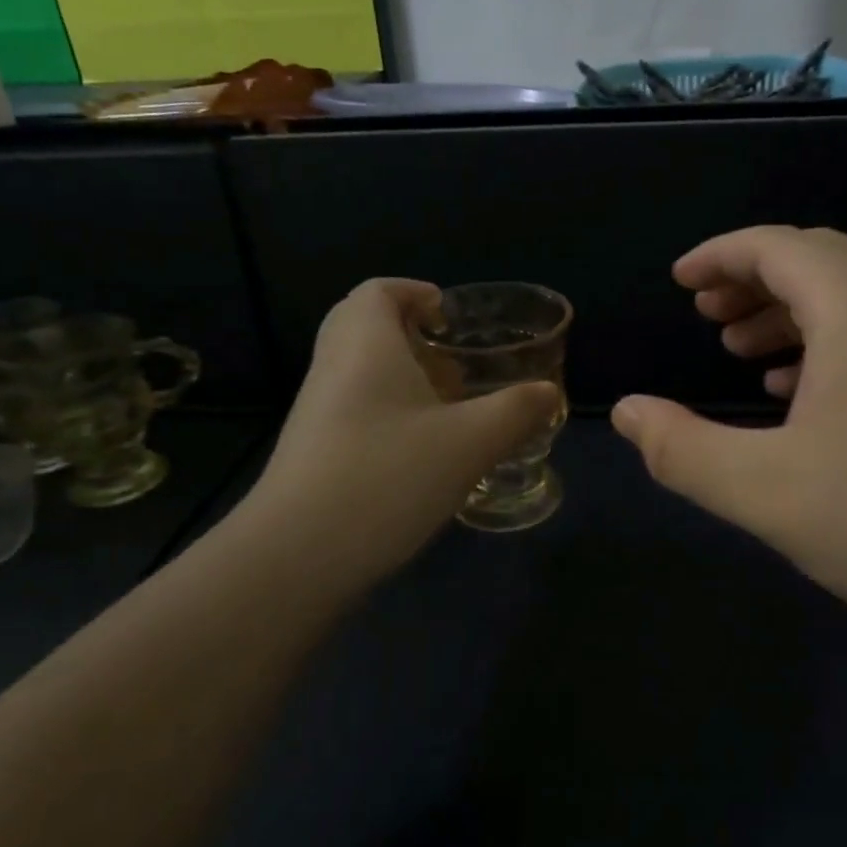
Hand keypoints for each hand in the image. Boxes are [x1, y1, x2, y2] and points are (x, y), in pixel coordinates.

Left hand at [242, 279, 558, 593]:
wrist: (297, 556)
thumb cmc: (387, 476)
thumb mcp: (469, 442)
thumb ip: (516, 411)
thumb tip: (549, 393)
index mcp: (365, 344)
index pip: (378, 291)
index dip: (415, 293)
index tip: (449, 320)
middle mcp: (333, 367)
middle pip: (364, 327)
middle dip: (412, 339)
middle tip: (451, 367)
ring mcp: (316, 412)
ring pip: (360, 373)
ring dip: (403, 381)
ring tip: (448, 414)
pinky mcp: (312, 452)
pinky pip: (353, 411)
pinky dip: (389, 416)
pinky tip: (422, 457)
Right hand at [610, 226, 846, 671]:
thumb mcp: (766, 491)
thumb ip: (681, 449)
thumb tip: (624, 412)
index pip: (778, 246)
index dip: (721, 255)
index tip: (680, 281)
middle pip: (821, 263)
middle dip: (755, 283)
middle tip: (709, 318)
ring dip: (796, 317)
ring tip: (747, 359)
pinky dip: (837, 351)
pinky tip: (813, 405)